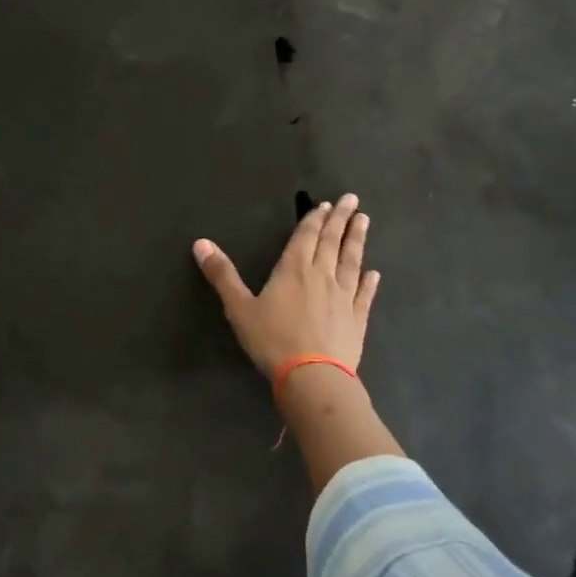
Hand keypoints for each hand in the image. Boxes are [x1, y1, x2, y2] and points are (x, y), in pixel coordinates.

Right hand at [193, 194, 379, 381]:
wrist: (313, 377)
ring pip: (352, 262)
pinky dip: (369, 282)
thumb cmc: (272, 340)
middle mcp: (322, 276)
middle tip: (352, 199)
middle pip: (332, 242)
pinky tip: (375, 273)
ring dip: (357, 240)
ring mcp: (343, 297)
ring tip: (365, 220)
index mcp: (293, 269)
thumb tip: (200, 243)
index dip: (314, 219)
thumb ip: (222, 275)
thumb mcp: (239, 308)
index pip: (306, 237)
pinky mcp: (356, 319)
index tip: (327, 204)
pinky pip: (364, 295)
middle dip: (340, 219)